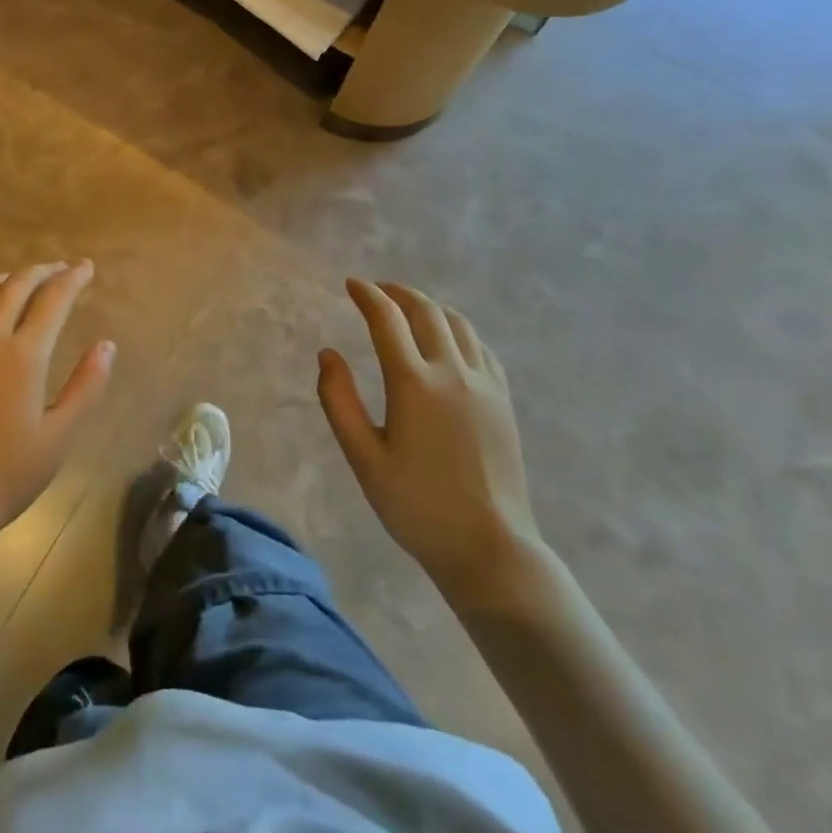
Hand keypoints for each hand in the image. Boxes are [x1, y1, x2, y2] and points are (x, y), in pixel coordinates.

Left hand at [0, 261, 114, 540]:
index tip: (86, 267)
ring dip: (7, 279)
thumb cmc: (3, 475)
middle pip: (15, 286)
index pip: (53, 299)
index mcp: (22, 355)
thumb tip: (107, 346)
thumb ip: (86, 387)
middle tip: (60, 269)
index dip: (73, 278)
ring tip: (21, 280)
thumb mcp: (58, 437)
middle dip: (42, 271)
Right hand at [317, 278, 545, 604]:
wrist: (490, 548)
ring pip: (457, 323)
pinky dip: (458, 330)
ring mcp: (484, 384)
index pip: (387, 319)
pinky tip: (448, 341)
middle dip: (397, 292)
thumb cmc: (417, 507)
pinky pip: (480, 347)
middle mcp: (452, 372)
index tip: (351, 284)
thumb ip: (339, 401)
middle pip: (425, 311)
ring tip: (409, 308)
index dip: (367, 295)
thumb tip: (328, 354)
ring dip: (429, 306)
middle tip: (376, 289)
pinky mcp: (503, 400)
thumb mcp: (364, 458)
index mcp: (414, 384)